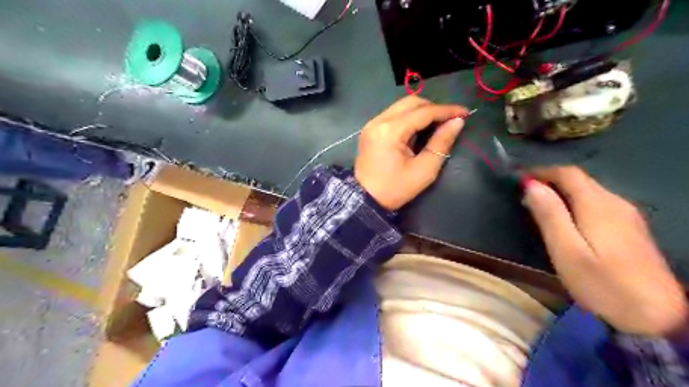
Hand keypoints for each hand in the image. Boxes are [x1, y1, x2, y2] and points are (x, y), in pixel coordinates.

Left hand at [356, 97, 467, 210]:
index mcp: (390, 131)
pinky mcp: (370, 129)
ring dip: (421, 111)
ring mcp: (372, 124)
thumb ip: (441, 143)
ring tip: (437, 124)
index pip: (423, 112)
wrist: (365, 200)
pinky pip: (393, 115)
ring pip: (401, 106)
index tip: (465, 113)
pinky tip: (419, 129)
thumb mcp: (424, 170)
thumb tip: (457, 122)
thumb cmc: (395, 189)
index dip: (446, 110)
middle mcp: (378, 121)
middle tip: (450, 120)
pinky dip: (409, 117)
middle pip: (411, 102)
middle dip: (433, 108)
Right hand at [526, 167, 685, 337]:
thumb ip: (550, 215)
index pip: (567, 173)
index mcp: (597, 204)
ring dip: (562, 192)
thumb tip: (531, 186)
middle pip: (579, 180)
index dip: (541, 171)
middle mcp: (615, 202)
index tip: (518, 179)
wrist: (656, 316)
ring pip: (589, 191)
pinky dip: (576, 203)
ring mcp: (627, 215)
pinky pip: (597, 203)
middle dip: (550, 181)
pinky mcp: (631, 228)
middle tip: (525, 195)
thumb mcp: (566, 251)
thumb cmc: (602, 283)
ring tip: (540, 206)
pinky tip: (567, 220)